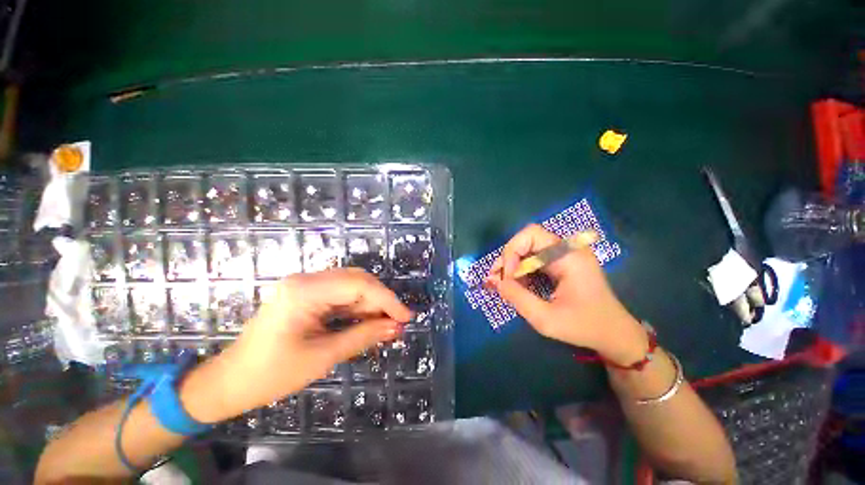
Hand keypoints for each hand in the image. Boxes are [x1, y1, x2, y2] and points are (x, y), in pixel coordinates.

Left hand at [184, 268, 411, 421]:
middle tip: (397, 321)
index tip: (406, 316)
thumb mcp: (323, 357)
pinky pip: (340, 294)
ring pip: (350, 285)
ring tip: (385, 324)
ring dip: (370, 303)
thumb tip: (396, 328)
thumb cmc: (271, 375)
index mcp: (305, 291)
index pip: (359, 285)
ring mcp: (304, 285)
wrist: (230, 382)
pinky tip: (367, 320)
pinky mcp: (306, 294)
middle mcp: (306, 280)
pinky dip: (357, 307)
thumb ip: (363, 337)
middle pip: (356, 280)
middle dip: (380, 300)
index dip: (387, 299)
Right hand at [486, 224, 647, 365]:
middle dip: (508, 259)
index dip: (512, 251)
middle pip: (527, 240)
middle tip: (496, 280)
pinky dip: (520, 270)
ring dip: (512, 265)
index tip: (507, 277)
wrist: (614, 334)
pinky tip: (514, 285)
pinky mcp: (561, 263)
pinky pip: (534, 259)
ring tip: (500, 284)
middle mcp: (567, 249)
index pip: (531, 234)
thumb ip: (518, 298)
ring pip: (528, 249)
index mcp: (569, 256)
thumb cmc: (585, 327)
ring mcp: (565, 255)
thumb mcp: (547, 319)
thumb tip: (496, 282)